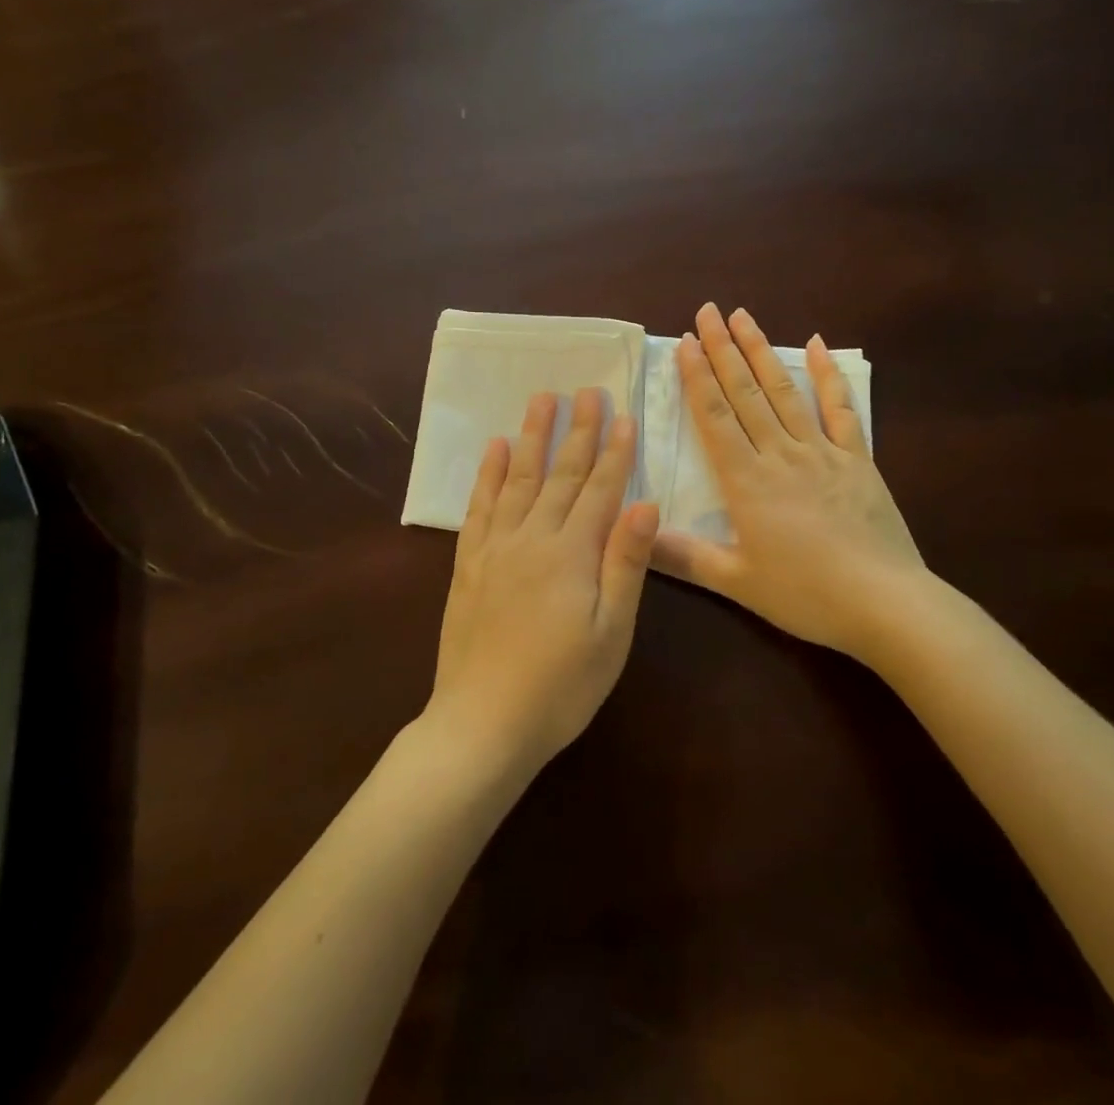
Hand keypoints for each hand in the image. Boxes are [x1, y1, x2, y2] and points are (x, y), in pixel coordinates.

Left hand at [425, 388, 660, 778]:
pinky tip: (493, 448)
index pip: (600, 489)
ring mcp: (495, 547)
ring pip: (517, 478)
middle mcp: (532, 537)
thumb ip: (626, 563)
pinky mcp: (469, 563)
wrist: (483, 724)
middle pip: (560, 474)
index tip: (623, 414)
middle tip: (586, 390)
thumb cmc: (561, 685)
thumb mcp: (611, 632)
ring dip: (531, 437)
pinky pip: (479, 506)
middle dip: (577, 430)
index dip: (615, 451)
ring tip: (541, 399)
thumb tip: (645, 502)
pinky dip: (487, 474)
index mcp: (572, 553)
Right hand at [652, 302, 923, 662]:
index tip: (685, 342)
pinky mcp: (857, 459)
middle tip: (707, 311)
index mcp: (747, 481)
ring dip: (762, 351)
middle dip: (723, 350)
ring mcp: (823, 452)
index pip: (715, 417)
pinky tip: (818, 345)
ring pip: (785, 391)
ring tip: (744, 316)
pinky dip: (828, 376)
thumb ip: (682, 557)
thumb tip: (632, 533)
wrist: (886, 604)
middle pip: (746, 393)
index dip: (698, 377)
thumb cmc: (806, 595)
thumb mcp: (736, 582)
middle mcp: (781, 454)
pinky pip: (841, 410)